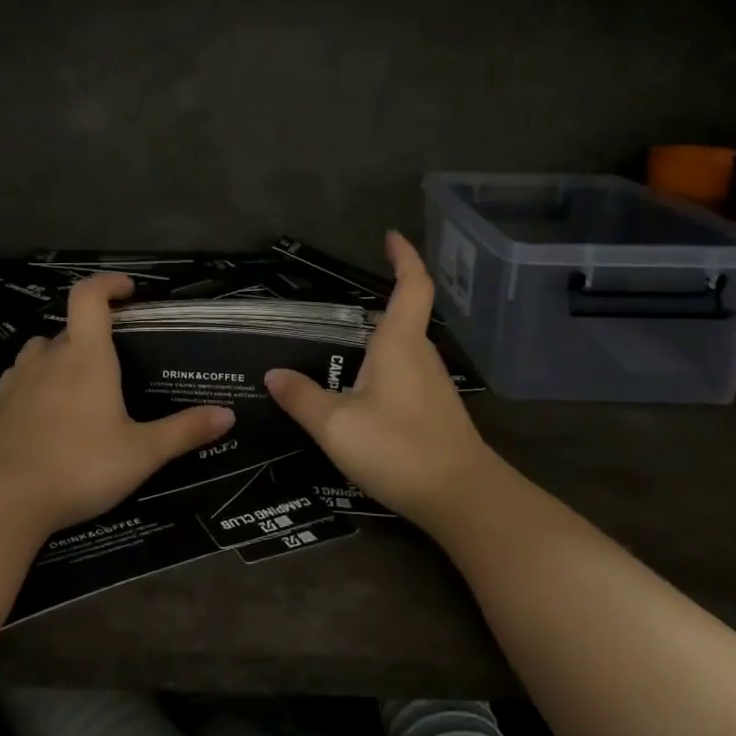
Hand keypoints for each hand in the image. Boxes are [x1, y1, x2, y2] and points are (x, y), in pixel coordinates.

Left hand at [0, 273, 235, 537]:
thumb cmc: (78, 466)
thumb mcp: (141, 453)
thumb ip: (184, 431)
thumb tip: (228, 414)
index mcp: (85, 357)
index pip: (89, 296)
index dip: (108, 283)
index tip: (129, 290)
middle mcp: (48, 358)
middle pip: (69, 328)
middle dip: (93, 336)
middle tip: (117, 363)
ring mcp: (16, 382)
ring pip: (41, 353)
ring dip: (61, 358)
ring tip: (81, 388)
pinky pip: (20, 382)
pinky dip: (37, 386)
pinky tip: (47, 416)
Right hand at [266, 232, 501, 534]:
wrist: (463, 498)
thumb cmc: (399, 449)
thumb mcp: (336, 425)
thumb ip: (302, 398)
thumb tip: (273, 374)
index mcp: (400, 344)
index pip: (411, 285)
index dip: (404, 256)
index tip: (391, 236)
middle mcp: (421, 356)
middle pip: (408, 314)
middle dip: (386, 297)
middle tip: (345, 299)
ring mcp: (433, 385)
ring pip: (406, 347)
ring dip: (382, 336)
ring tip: (344, 343)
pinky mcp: (436, 411)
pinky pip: (407, 373)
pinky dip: (386, 366)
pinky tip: (364, 391)